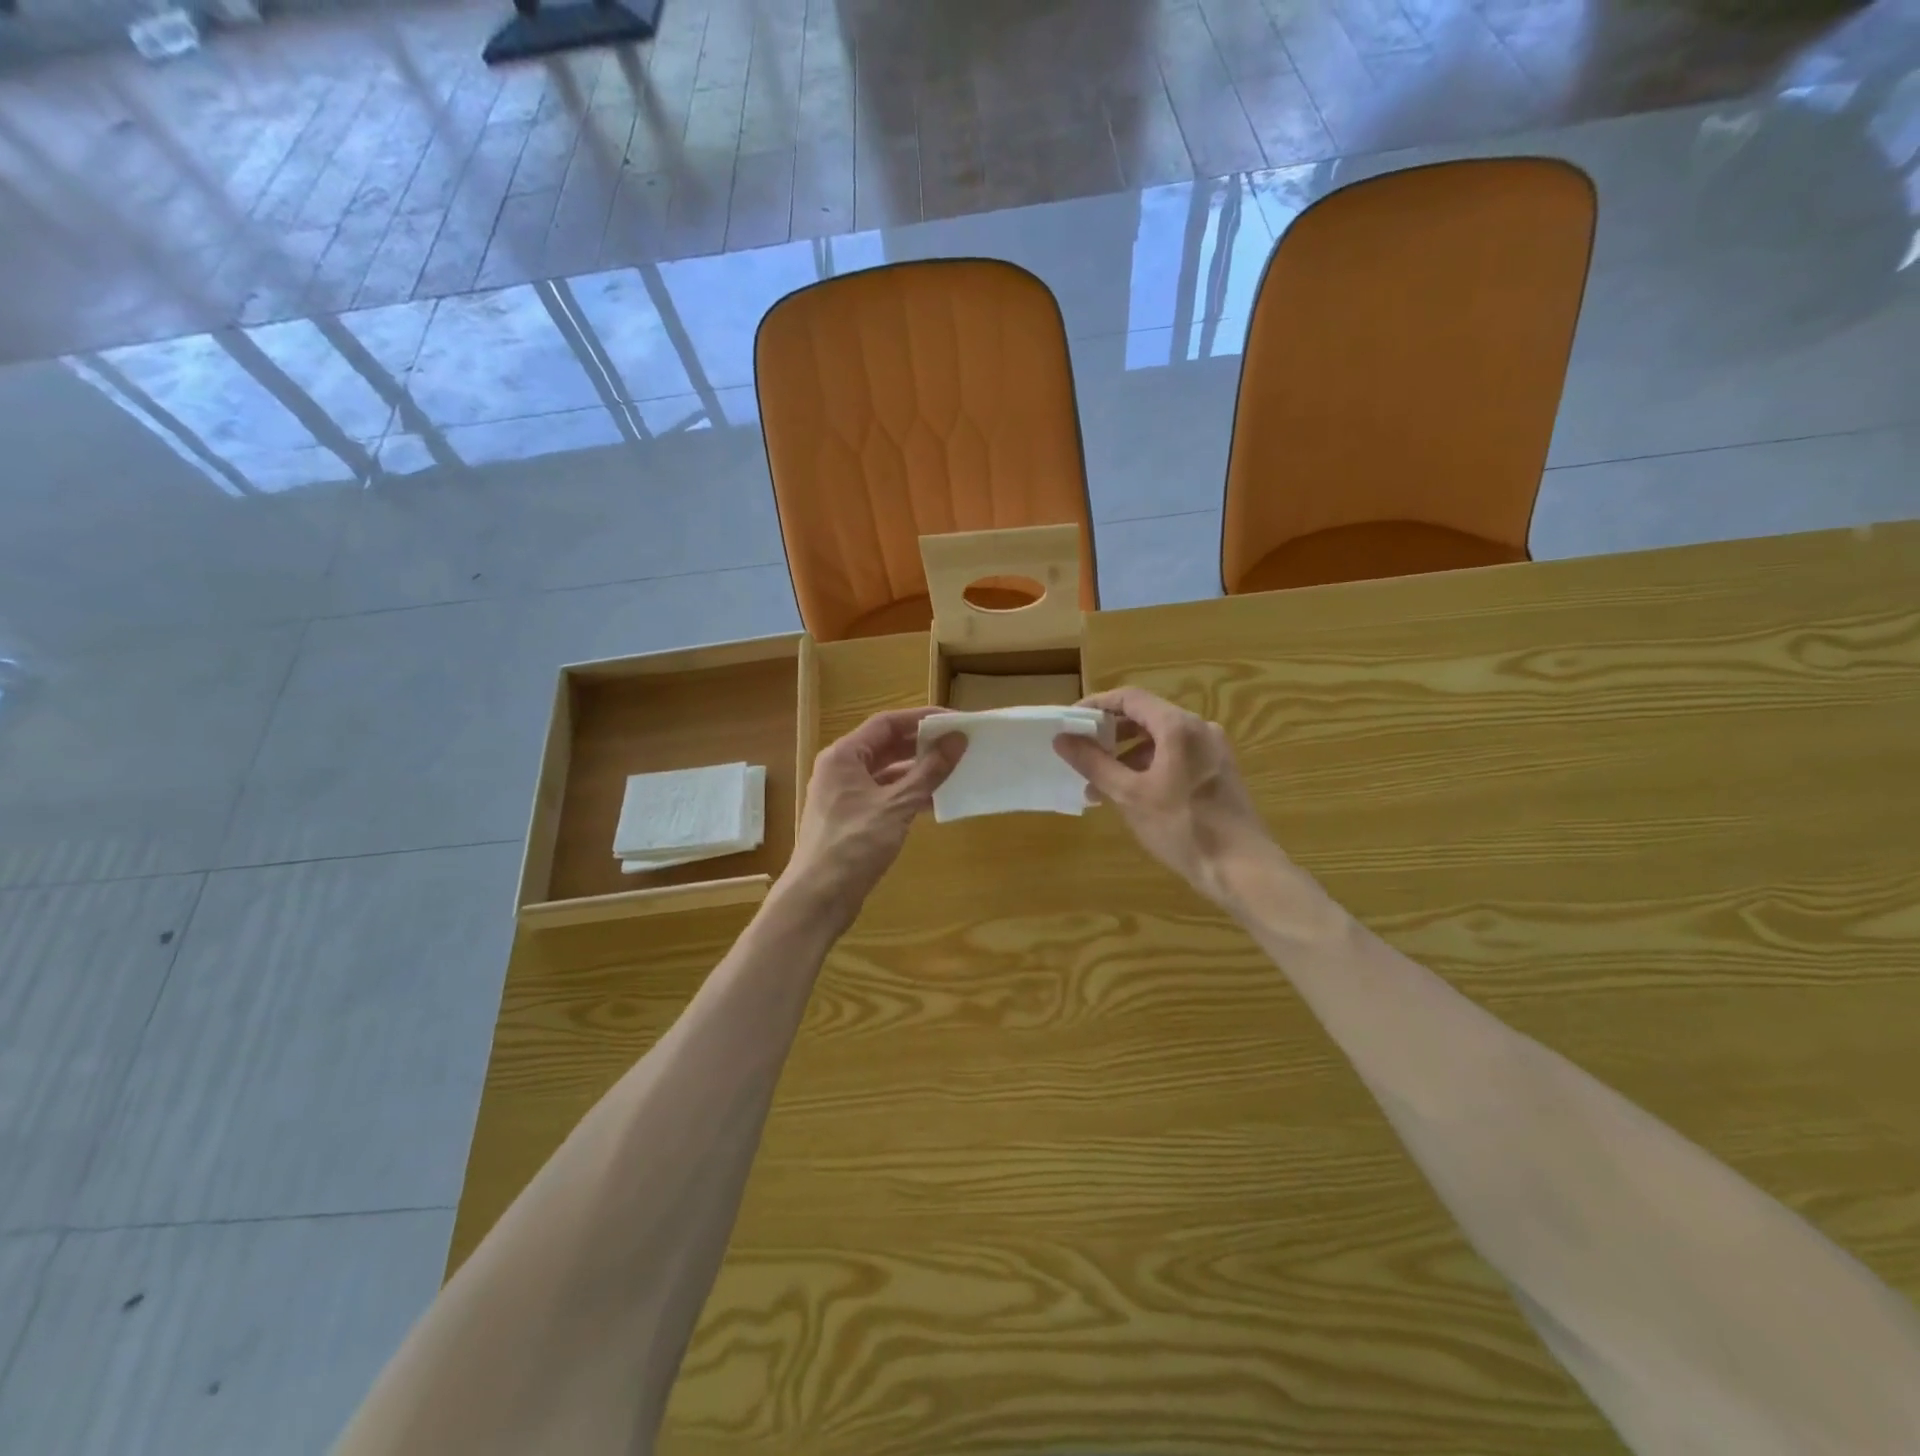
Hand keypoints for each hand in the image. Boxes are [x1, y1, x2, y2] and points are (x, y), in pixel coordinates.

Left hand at [783, 708, 965, 927]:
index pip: (887, 723)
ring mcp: (844, 795)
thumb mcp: (897, 805)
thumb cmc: (854, 845)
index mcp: (843, 756)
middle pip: (886, 745)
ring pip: (886, 772)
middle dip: (922, 745)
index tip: (955, 721)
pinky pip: (884, 795)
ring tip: (954, 771)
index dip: (922, 718)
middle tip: (959, 745)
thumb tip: (957, 740)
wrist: (818, 897)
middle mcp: (841, 769)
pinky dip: (907, 795)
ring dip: (918, 771)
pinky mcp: (851, 819)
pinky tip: (935, 801)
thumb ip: (929, 771)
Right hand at [1053, 687, 1273, 904]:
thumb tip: (1062, 739)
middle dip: (1110, 735)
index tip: (1070, 723)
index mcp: (1178, 726)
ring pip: (1159, 740)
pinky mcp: (1218, 771)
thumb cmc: (1183, 828)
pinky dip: (1149, 767)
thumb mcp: (1130, 795)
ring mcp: (1212, 750)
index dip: (1096, 705)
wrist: (1242, 868)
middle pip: (1145, 717)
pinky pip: (1175, 756)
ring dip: (1127, 756)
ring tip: (1099, 787)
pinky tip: (1131, 796)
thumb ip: (1094, 763)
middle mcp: (1199, 728)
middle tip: (1080, 755)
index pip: (1129, 698)